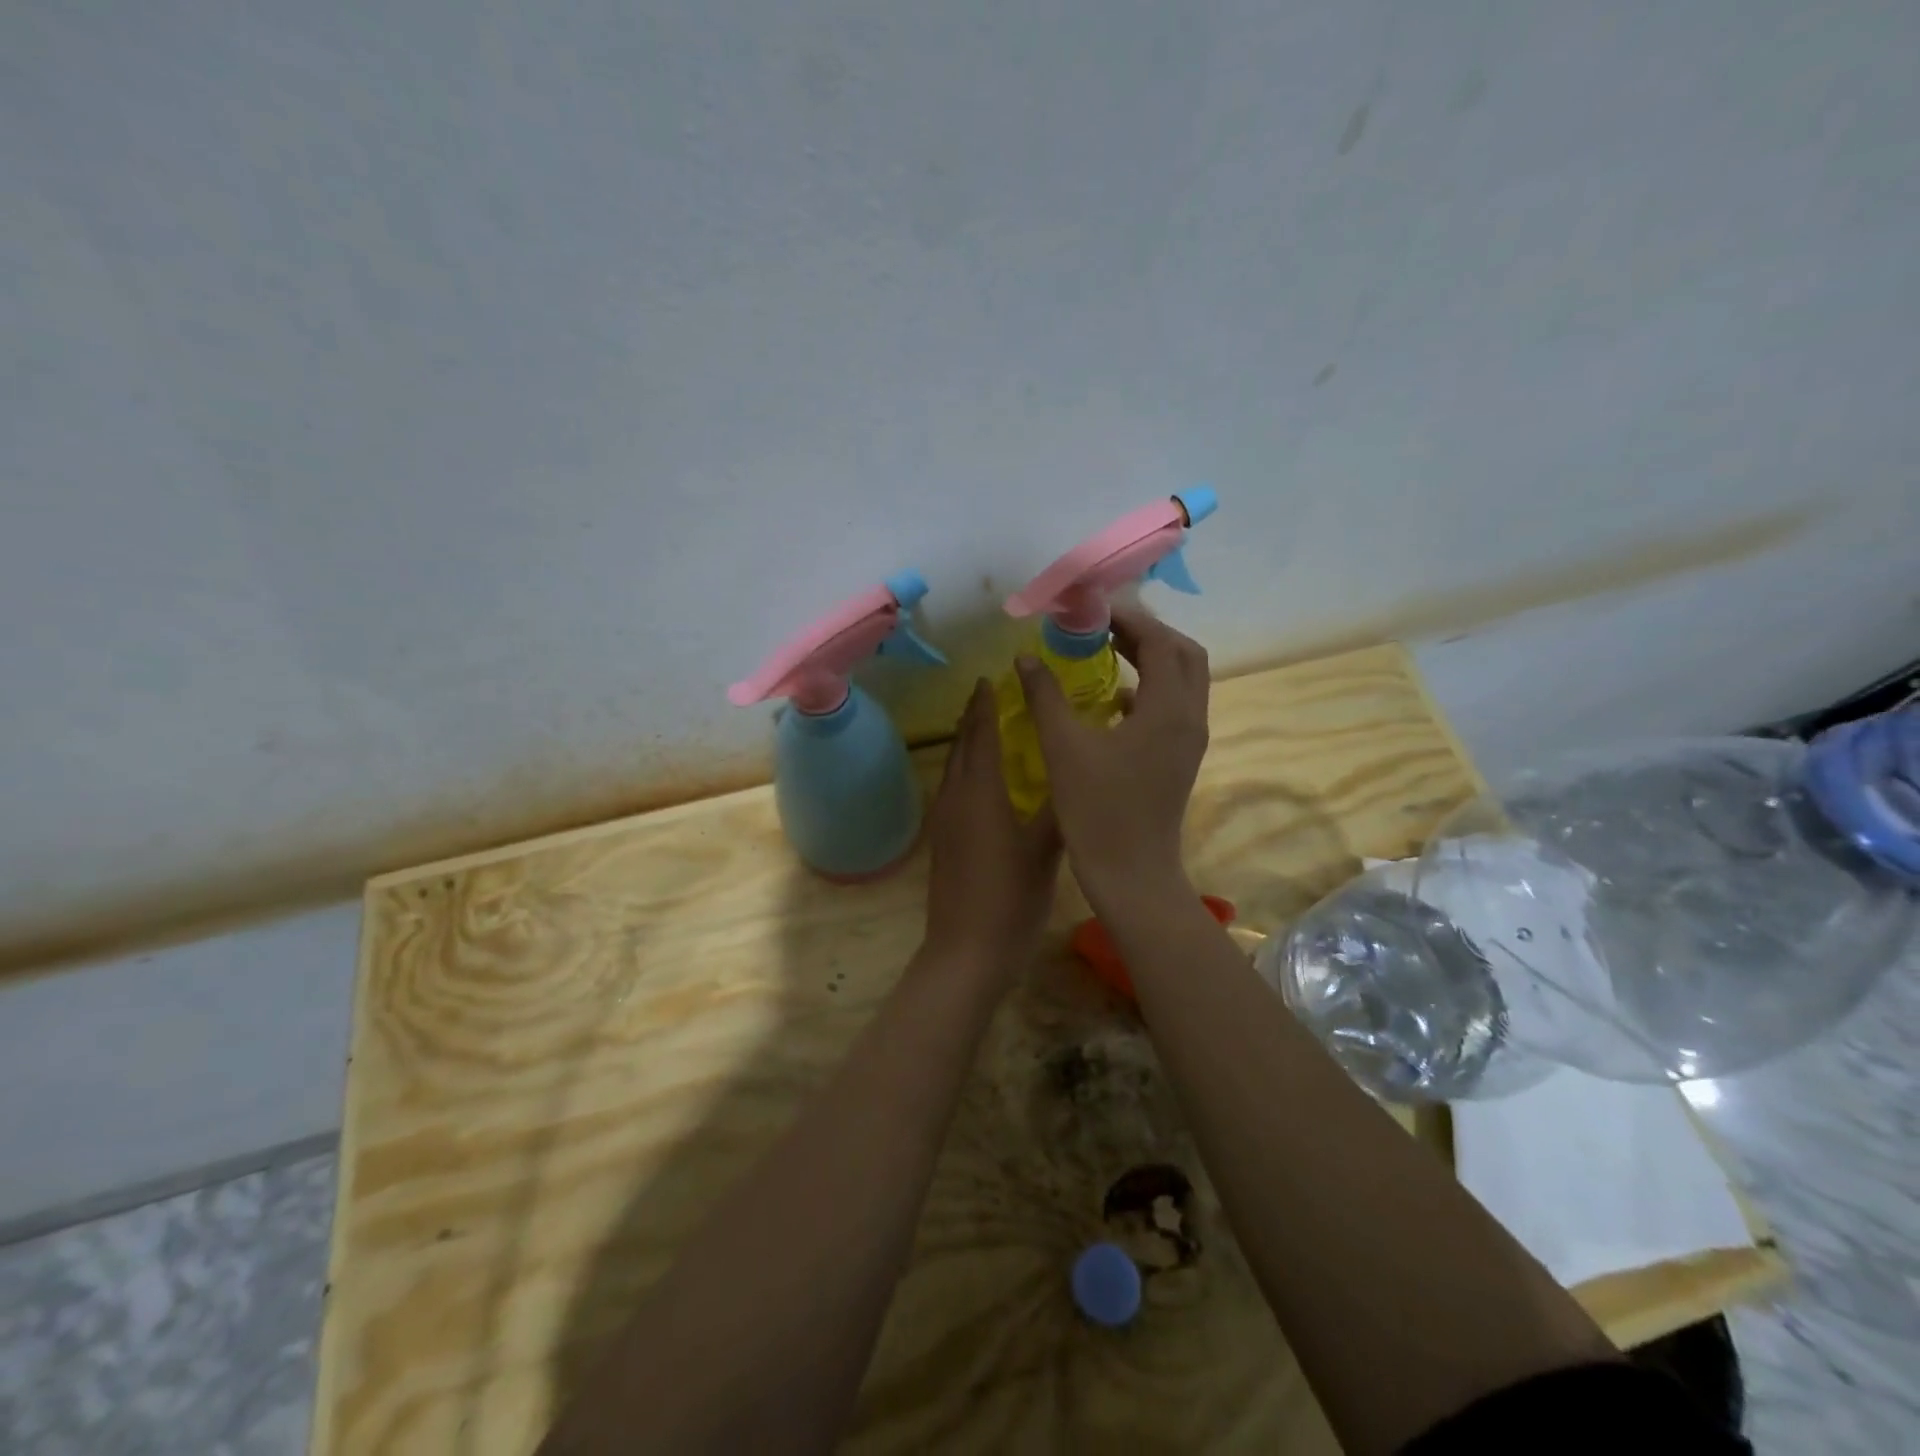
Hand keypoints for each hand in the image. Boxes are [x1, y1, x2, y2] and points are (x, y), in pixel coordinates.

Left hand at [923, 680, 1063, 979]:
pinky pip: (952, 788)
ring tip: (984, 725)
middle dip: (972, 716)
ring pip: (953, 767)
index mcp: (980, 793)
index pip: (981, 735)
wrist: (966, 952)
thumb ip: (1060, 808)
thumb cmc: (1010, 898)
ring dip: (966, 741)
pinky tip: (981, 779)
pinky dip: (964, 768)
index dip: (985, 705)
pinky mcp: (942, 841)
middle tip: (989, 693)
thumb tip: (1075, 771)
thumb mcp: (1045, 851)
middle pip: (961, 746)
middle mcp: (955, 798)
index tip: (991, 678)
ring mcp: (944, 821)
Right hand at [1014, 603, 1208, 913]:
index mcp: (1168, 709)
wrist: (1132, 875)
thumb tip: (1025, 657)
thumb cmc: (1097, 812)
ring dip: (1151, 658)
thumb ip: (1045, 695)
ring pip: (1183, 680)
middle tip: (1103, 626)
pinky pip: (1173, 706)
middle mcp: (1189, 718)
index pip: (1159, 640)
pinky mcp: (1180, 758)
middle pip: (1183, 654)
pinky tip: (1112, 699)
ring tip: (1106, 651)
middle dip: (1146, 632)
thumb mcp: (1063, 748)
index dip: (1127, 617)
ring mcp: (1189, 740)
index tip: (1090, 608)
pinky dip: (1149, 689)